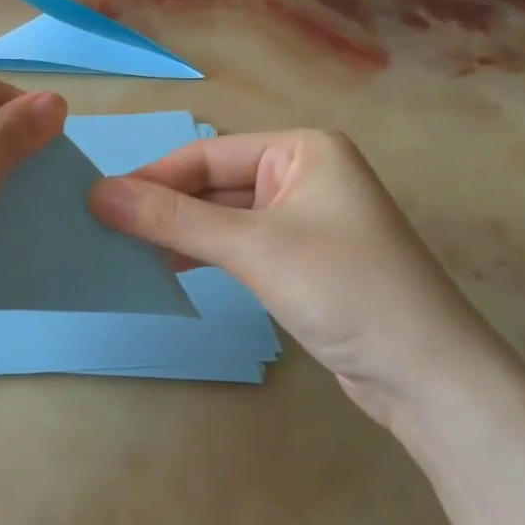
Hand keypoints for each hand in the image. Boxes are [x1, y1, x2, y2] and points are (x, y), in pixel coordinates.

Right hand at [89, 130, 510, 425]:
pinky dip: (203, 254)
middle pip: (214, 183)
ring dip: (179, 233)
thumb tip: (97, 194)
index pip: (206, 154)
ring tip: (125, 250)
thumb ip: (172, 220)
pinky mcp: (301, 260)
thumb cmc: (343, 288)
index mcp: (302, 149)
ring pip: (223, 216)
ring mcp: (303, 219)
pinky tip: (168, 268)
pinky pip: (239, 245)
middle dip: (164, 207)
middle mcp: (303, 174)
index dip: (152, 177)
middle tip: (104, 229)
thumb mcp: (252, 247)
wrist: (426, 376)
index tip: (97, 201)